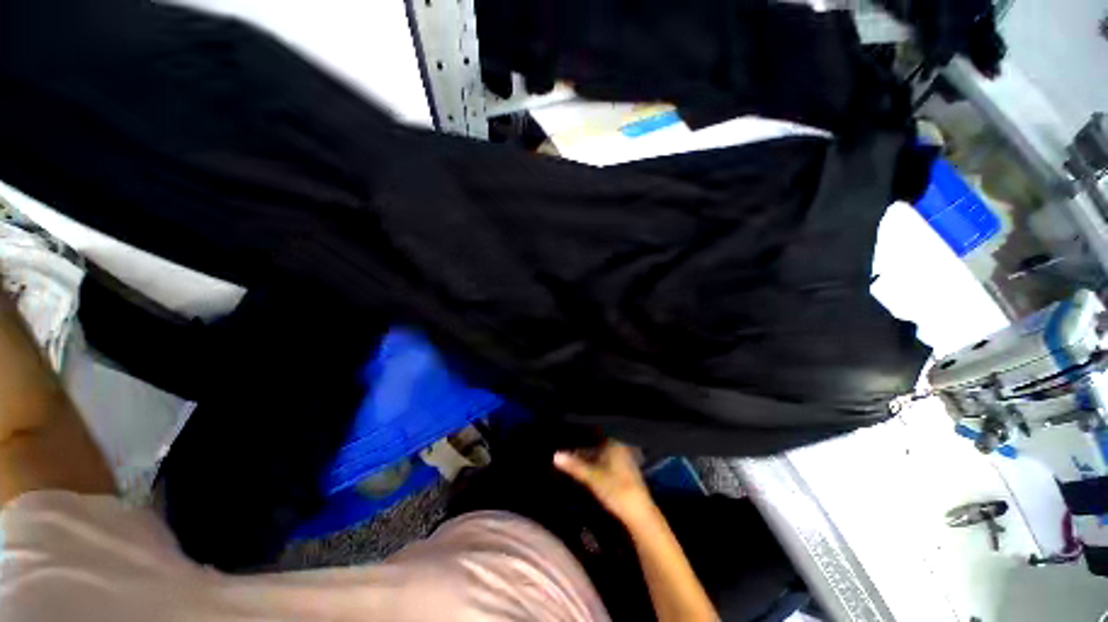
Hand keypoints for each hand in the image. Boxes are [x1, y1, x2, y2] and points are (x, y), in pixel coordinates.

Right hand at [554, 441, 654, 524]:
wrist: (638, 513)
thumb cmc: (615, 489)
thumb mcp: (591, 477)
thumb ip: (574, 465)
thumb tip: (555, 455)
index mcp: (614, 442)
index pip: (594, 433)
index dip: (580, 435)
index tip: (566, 437)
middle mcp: (619, 446)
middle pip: (596, 443)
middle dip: (583, 446)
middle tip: (566, 447)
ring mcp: (623, 458)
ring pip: (601, 452)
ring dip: (588, 455)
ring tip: (571, 456)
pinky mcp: (624, 470)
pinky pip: (605, 460)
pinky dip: (595, 462)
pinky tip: (585, 468)